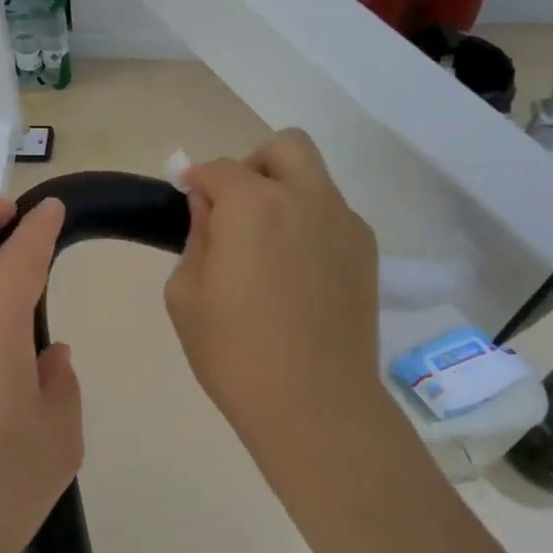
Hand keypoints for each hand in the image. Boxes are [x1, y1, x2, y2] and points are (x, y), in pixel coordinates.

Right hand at [165, 129, 385, 464]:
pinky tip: (296, 271)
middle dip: (253, 165)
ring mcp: (344, 222)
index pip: (219, 168)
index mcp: (253, 205)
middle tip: (235, 208)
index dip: (196, 180)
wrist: (316, 405)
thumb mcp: (187, 295)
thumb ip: (196, 237)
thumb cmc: (235, 353)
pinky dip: (309, 222)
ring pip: (314, 178)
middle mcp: (305, 198)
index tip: (186, 199)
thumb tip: (209, 208)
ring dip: (285, 192)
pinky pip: (333, 214)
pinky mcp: (366, 251)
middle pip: (284, 147)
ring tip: (267, 244)